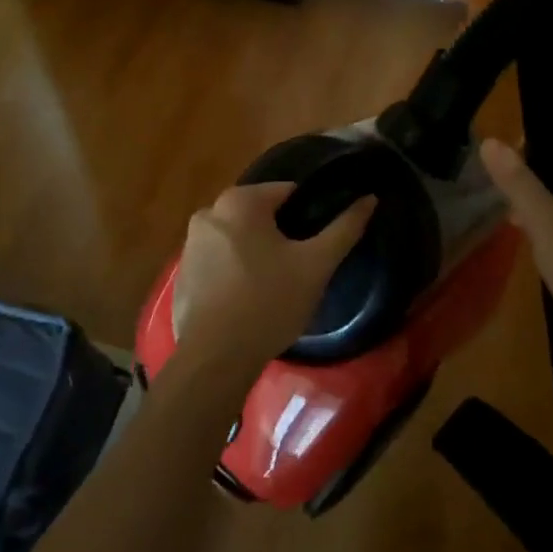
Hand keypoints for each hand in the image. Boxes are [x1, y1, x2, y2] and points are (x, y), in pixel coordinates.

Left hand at [169, 183, 374, 390]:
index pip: (288, 192)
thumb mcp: (316, 265)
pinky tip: (250, 300)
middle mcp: (209, 213)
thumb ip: (344, 228)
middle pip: (261, 215)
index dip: (310, 214)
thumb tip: (369, 199)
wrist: (214, 359)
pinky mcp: (183, 274)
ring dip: (259, 253)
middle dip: (283, 235)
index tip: (320, 242)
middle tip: (303, 267)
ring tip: (278, 286)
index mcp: (240, 201)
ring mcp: (190, 244)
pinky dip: (236, 272)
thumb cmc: (269, 302)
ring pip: (240, 238)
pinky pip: (220, 262)